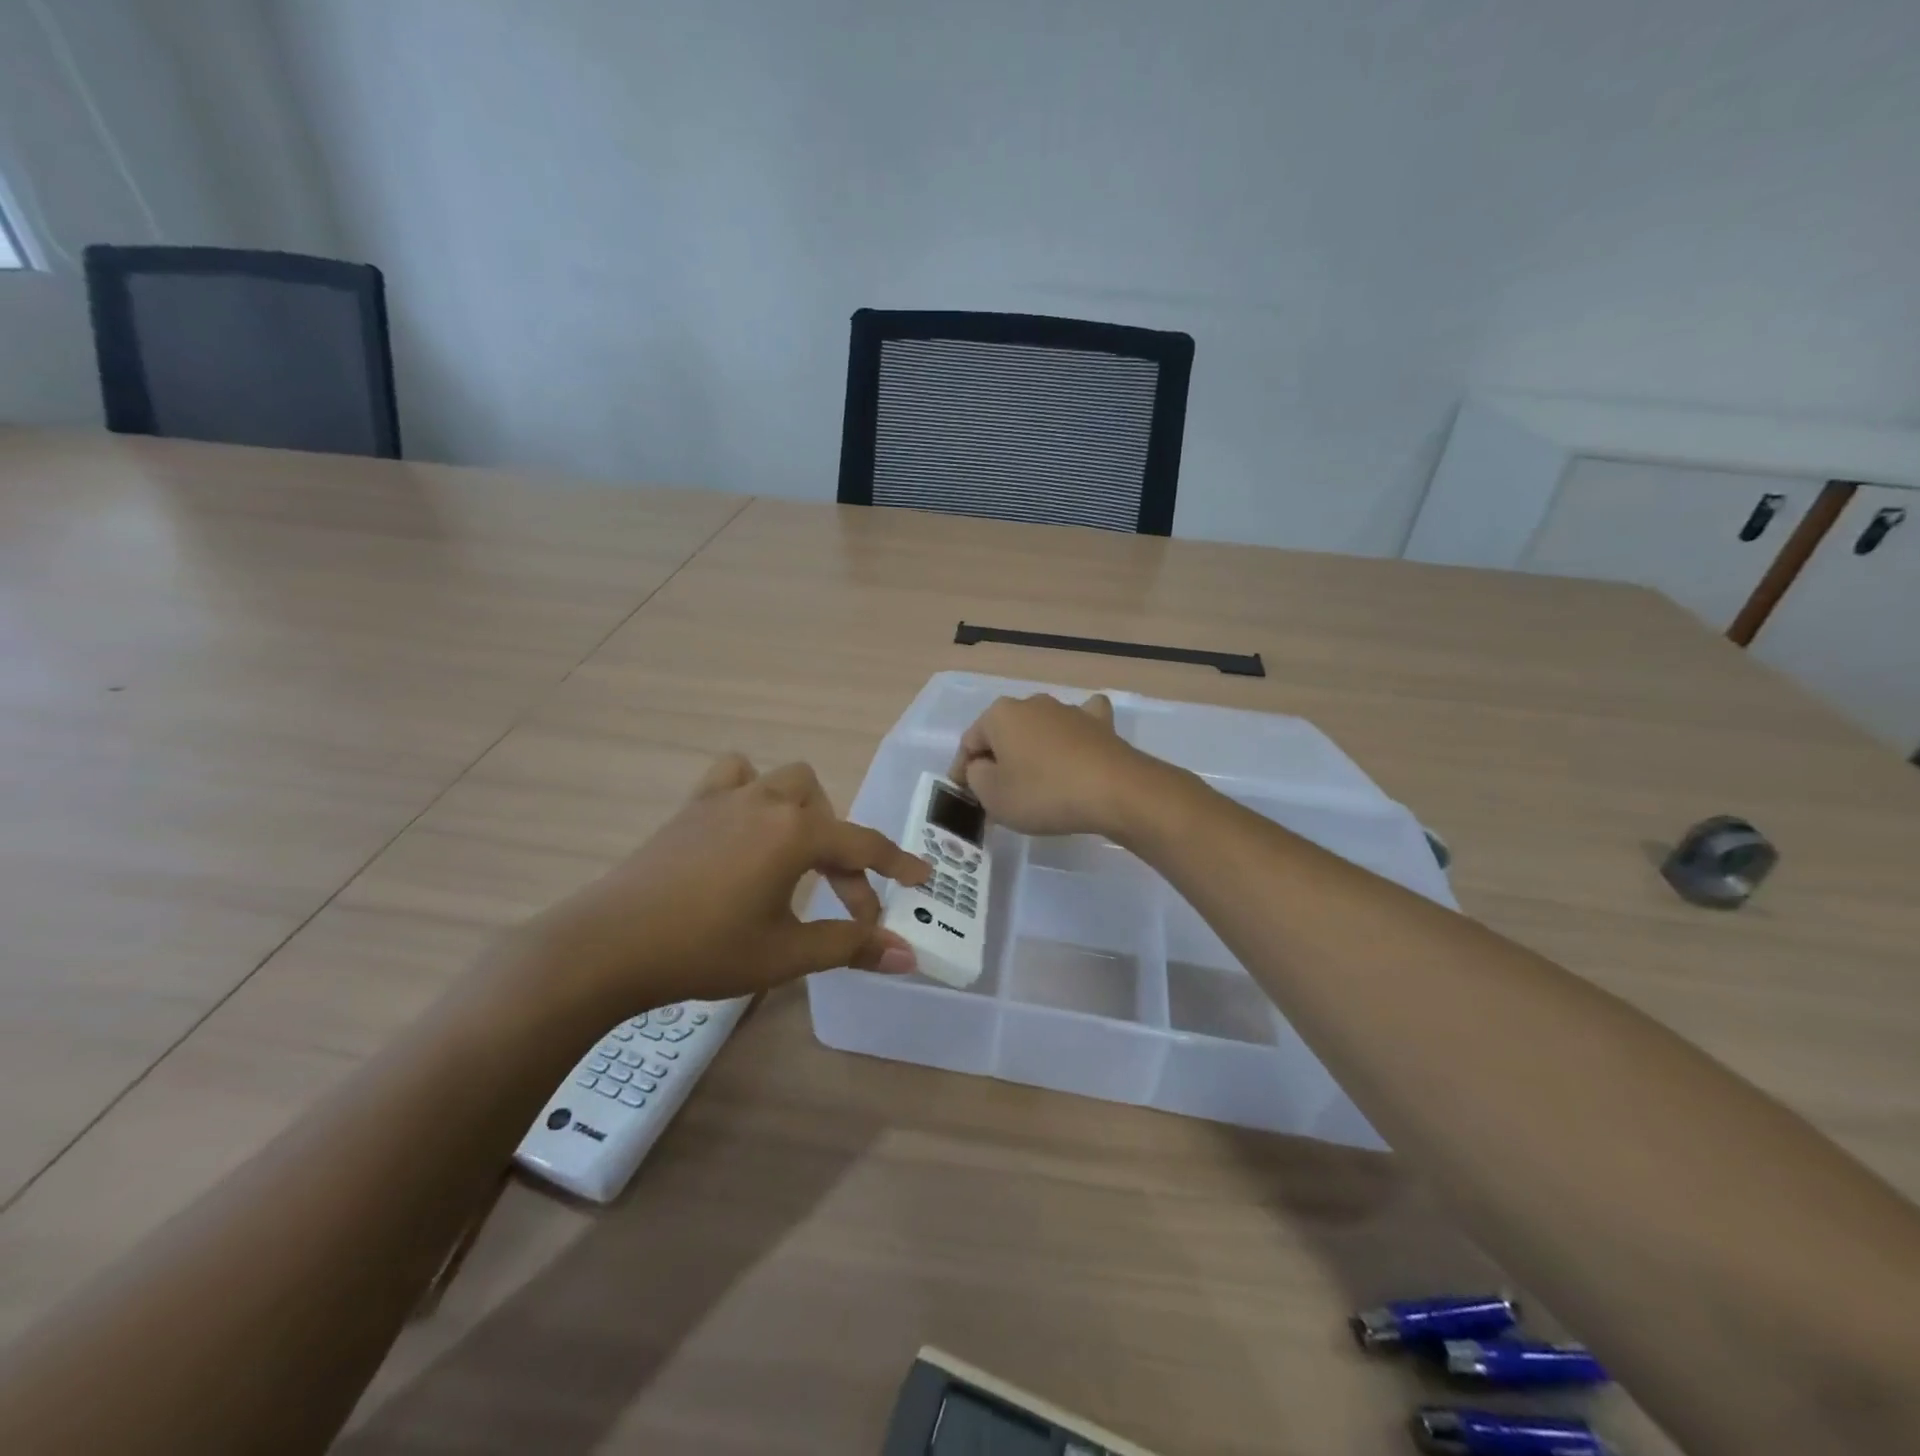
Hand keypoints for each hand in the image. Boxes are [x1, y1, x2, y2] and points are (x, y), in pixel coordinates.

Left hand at [514, 755, 929, 1017]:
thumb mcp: (786, 954)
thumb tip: (907, 955)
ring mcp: (726, 798)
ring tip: (796, 852)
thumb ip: (851, 947)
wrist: (609, 945)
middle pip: (826, 811)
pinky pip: (733, 776)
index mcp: (796, 833)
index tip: (922, 878)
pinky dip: (751, 790)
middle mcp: (768, 802)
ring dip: (803, 811)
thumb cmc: (706, 950)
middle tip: (839, 898)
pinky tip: (744, 825)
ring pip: (785, 780)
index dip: (897, 864)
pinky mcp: (692, 806)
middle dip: (842, 852)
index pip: (864, 845)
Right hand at [949, 693, 1155, 838]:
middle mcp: (1032, 703)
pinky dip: (1072, 736)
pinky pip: (1078, 726)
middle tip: (998, 796)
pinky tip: (1075, 747)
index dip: (962, 773)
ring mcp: (1069, 710)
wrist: (1114, 791)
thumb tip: (983, 768)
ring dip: (1032, 752)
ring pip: (1039, 730)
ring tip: (1035, 784)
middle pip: (1004, 735)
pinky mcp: (1100, 723)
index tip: (965, 798)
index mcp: (1000, 715)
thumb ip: (975, 778)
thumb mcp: (993, 796)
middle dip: (998, 761)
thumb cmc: (1043, 793)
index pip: (969, 743)